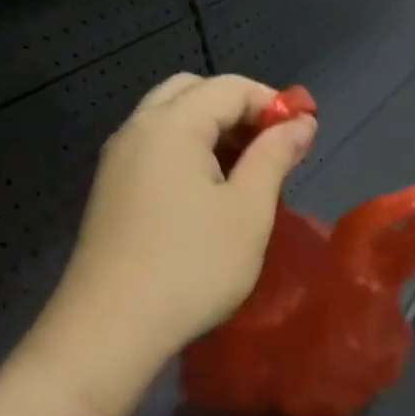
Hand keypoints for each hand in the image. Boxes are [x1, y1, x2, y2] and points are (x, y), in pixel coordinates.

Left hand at [41, 73, 315, 385]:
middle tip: (271, 147)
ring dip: (213, 131)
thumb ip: (275, 156)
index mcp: (171, 125)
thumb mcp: (248, 210)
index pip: (229, 87)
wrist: (111, 328)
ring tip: (247, 173)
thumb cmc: (193, 266)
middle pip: (192, 92)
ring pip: (170, 120)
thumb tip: (301, 122)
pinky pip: (155, 150)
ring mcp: (117, 161)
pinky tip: (209, 194)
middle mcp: (138, 130)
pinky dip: (189, 153)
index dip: (273, 103)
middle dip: (238, 109)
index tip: (304, 136)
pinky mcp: (111, 191)